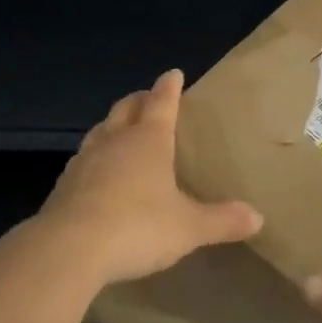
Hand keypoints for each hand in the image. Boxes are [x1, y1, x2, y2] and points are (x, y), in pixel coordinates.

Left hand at [31, 69, 262, 287]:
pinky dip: (94, 157)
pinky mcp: (64, 185)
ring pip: (100, 131)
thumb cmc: (137, 226)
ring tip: (120, 128)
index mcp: (149, 140)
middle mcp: (115, 141)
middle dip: (139, 100)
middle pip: (126, 109)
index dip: (169, 87)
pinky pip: (83, 160)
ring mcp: (85, 161)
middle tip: (148, 97)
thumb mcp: (188, 227)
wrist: (69, 249)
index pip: (162, 103)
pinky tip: (96, 172)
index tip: (174, 73)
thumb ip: (221, 220)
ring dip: (112, 125)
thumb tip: (258, 217)